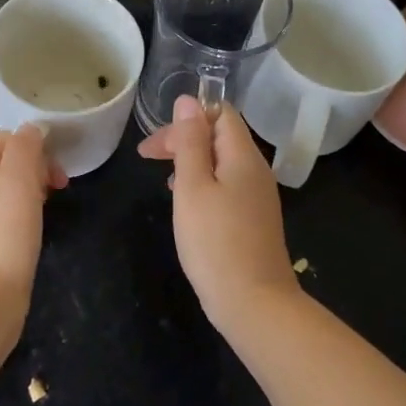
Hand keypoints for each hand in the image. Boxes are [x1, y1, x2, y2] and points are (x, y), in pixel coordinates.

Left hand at [0, 125, 66, 315]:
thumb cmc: (2, 237)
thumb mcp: (18, 181)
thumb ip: (25, 147)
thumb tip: (33, 130)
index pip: (4, 139)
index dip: (35, 148)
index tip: (57, 174)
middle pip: (4, 163)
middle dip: (35, 170)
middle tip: (57, 191)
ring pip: (5, 190)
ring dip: (31, 193)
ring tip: (46, 211)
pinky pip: (2, 217)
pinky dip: (21, 217)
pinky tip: (32, 233)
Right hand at [138, 95, 298, 332]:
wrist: (254, 304)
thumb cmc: (216, 242)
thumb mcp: (193, 186)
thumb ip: (190, 141)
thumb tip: (188, 101)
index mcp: (243, 155)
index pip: (221, 112)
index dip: (188, 116)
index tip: (157, 140)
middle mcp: (256, 170)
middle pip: (220, 135)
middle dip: (183, 138)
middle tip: (147, 156)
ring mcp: (258, 196)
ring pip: (221, 161)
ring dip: (191, 161)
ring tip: (164, 178)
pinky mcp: (254, 219)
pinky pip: (227, 184)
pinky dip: (203, 183)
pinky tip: (187, 202)